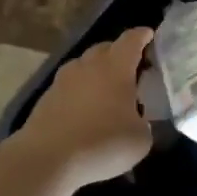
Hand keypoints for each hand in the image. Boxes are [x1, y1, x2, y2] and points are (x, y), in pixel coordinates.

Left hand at [17, 26, 154, 192]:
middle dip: (120, 54)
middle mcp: (88, 64)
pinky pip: (70, 86)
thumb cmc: (102, 143)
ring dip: (97, 73)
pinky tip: (85, 111)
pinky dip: (80, 92)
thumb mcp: (140, 140)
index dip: (142, 36)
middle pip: (106, 48)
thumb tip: (137, 120)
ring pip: (85, 66)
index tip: (150, 36)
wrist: (47, 159)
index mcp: (116, 66)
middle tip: (132, 71)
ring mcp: (63, 79)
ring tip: (107, 92)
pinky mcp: (46, 97)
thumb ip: (144, 123)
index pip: (132, 39)